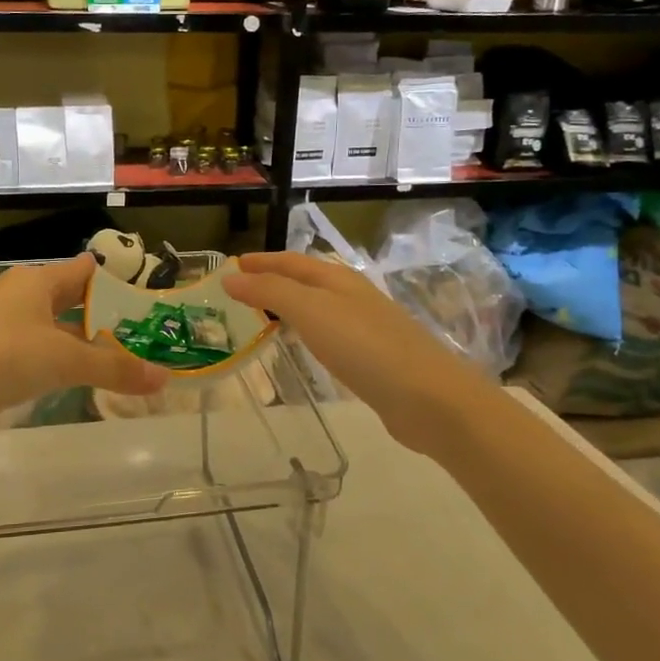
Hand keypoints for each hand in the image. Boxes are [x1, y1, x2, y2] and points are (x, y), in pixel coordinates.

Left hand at [0, 253, 165, 441]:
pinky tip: (81, 382)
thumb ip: (114, 368)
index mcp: (37, 281)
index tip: (152, 299)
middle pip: (73, 300)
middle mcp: (21, 297)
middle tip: (147, 335)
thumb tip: (164, 378)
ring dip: (86, 344)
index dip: (119, 281)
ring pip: (56, 331)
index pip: (87, 270)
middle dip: (107, 318)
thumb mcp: (64, 361)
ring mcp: (4, 328)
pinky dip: (61, 364)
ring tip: (125, 361)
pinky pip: (38, 354)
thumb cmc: (1, 358)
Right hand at [223, 251, 481, 454]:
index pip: (291, 261)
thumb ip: (270, 292)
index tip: (230, 266)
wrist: (429, 398)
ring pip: (317, 307)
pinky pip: (329, 335)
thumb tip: (230, 277)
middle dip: (272, 281)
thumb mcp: (311, 311)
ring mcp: (365, 327)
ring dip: (288, 307)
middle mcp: (352, 296)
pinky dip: (306, 333)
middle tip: (238, 293)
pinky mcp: (372, 358)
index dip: (260, 262)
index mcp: (338, 279)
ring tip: (260, 317)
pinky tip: (302, 348)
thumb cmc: (366, 347)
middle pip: (305, 280)